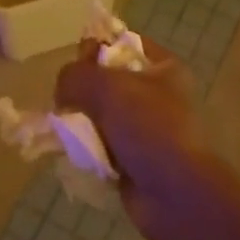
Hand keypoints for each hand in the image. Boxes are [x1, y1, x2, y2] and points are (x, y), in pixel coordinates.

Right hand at [54, 38, 211, 239]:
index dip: (96, 47)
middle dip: (82, 91)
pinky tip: (76, 154)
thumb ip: (75, 76)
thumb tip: (62, 91)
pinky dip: (87, 150)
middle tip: (66, 102)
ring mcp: (145, 130)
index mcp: (163, 68)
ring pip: (99, 115)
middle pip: (106, 81)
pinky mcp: (133, 160)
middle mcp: (156, 95)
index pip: (122, 44)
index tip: (77, 63)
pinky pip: (100, 146)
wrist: (176, 196)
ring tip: (67, 132)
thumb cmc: (150, 128)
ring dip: (81, 123)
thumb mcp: (108, 87)